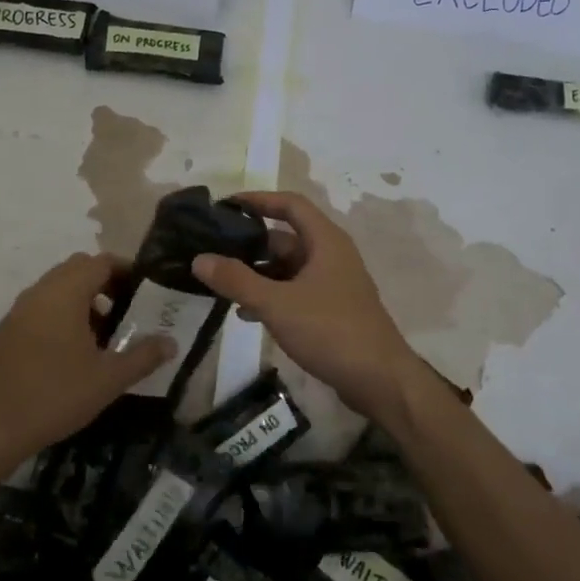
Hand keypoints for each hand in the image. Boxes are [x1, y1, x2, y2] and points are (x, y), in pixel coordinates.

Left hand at [0, 253, 174, 472]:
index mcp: (65, 293)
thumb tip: (172, 343)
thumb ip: (143, 356)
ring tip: (104, 333)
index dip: (126, 270)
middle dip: (106, 282)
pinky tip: (73, 350)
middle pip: (78, 268)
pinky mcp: (7, 330)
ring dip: (84, 299)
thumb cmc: (54, 396)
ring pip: (58, 287)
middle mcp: (40, 292)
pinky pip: (42, 306)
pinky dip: (62, 313)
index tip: (145, 290)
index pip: (101, 262)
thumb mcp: (108, 380)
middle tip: (128, 308)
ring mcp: (19, 310)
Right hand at [192, 191, 424, 425]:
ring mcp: (334, 284)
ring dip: (258, 274)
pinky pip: (295, 292)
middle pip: (286, 238)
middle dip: (251, 244)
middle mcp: (332, 255)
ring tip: (222, 285)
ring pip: (289, 268)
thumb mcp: (277, 304)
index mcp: (325, 241)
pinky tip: (247, 314)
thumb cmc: (331, 330)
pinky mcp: (332, 310)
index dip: (258, 200)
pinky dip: (272, 296)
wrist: (380, 380)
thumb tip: (199, 258)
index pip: (290, 205)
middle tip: (213, 251)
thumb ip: (237, 280)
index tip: (226, 205)